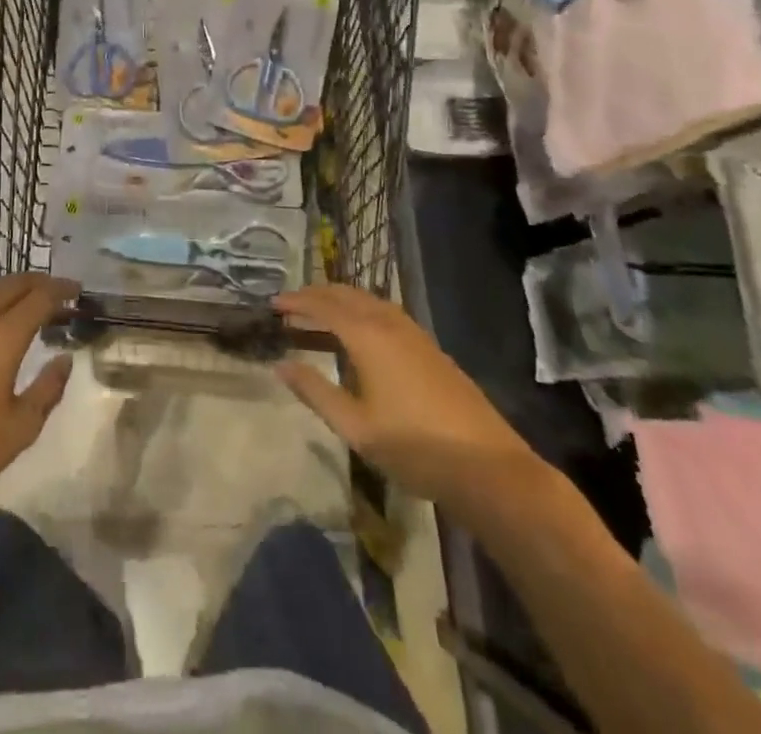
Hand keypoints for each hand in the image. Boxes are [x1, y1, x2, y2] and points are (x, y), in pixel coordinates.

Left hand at [0, 274, 76, 523]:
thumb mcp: (20, 430)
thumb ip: (48, 389)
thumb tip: (64, 360)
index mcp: (0, 338)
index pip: (38, 298)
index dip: (61, 289)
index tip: (76, 290)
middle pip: (10, 285)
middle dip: (37, 282)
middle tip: (55, 291)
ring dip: (7, 288)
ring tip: (22, 300)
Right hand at [274, 284, 550, 524]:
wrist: (487, 466)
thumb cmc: (414, 447)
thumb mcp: (355, 426)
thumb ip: (316, 391)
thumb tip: (282, 365)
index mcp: (368, 336)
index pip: (324, 306)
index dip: (297, 302)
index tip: (274, 304)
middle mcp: (390, 324)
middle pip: (347, 295)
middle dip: (317, 294)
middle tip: (292, 304)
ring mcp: (414, 334)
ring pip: (369, 301)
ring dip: (341, 300)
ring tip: (320, 312)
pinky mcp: (431, 348)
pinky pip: (386, 312)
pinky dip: (362, 310)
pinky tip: (361, 331)